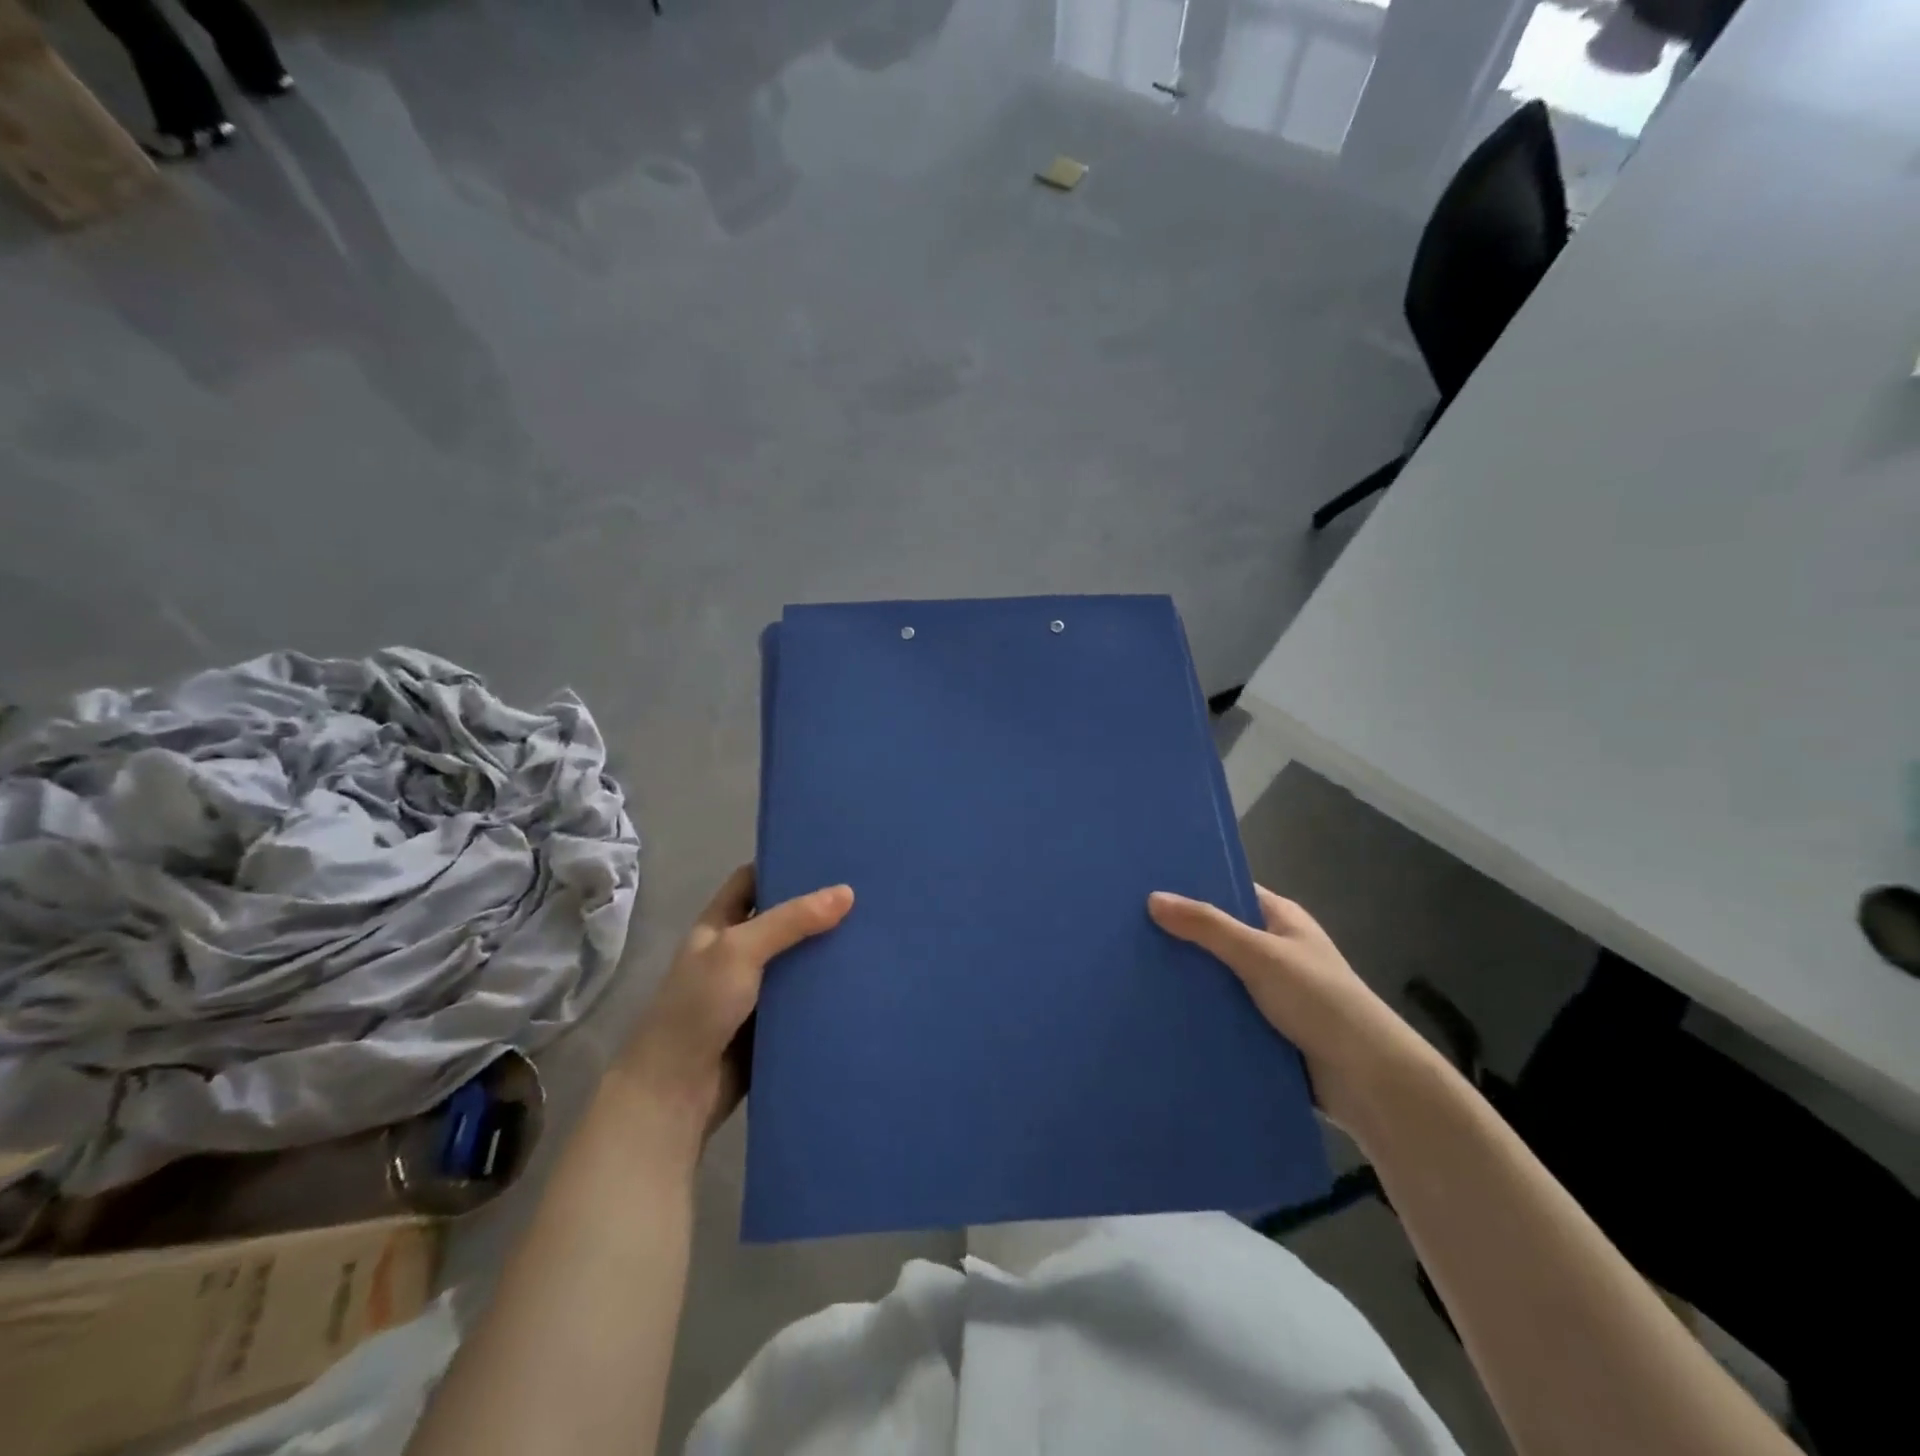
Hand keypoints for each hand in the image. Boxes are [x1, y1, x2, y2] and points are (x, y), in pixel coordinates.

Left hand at [618, 866, 853, 1141]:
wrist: (677, 1092)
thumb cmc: (699, 1007)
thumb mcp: (740, 950)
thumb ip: (792, 920)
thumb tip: (847, 892)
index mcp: (718, 925)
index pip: (751, 880)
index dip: (783, 864)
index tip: (827, 854)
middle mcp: (736, 952)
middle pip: (782, 919)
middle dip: (817, 908)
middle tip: (867, 891)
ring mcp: (754, 990)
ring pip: (797, 960)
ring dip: (827, 950)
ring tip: (876, 930)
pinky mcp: (772, 1024)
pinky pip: (804, 999)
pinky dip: (828, 989)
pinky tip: (864, 978)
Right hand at [1148, 885, 1432, 1135]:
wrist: (1369, 1081)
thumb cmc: (1319, 1000)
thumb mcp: (1260, 954)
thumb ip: (1207, 926)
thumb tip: (1152, 899)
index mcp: (1280, 919)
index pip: (1229, 890)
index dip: (1191, 887)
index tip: (1145, 887)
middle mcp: (1274, 950)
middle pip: (1217, 935)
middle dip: (1180, 936)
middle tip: (1126, 931)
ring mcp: (1269, 992)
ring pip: (1216, 977)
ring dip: (1186, 978)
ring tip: (1131, 971)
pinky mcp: (1263, 1029)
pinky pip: (1221, 1012)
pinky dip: (1198, 1011)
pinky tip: (1158, 1011)